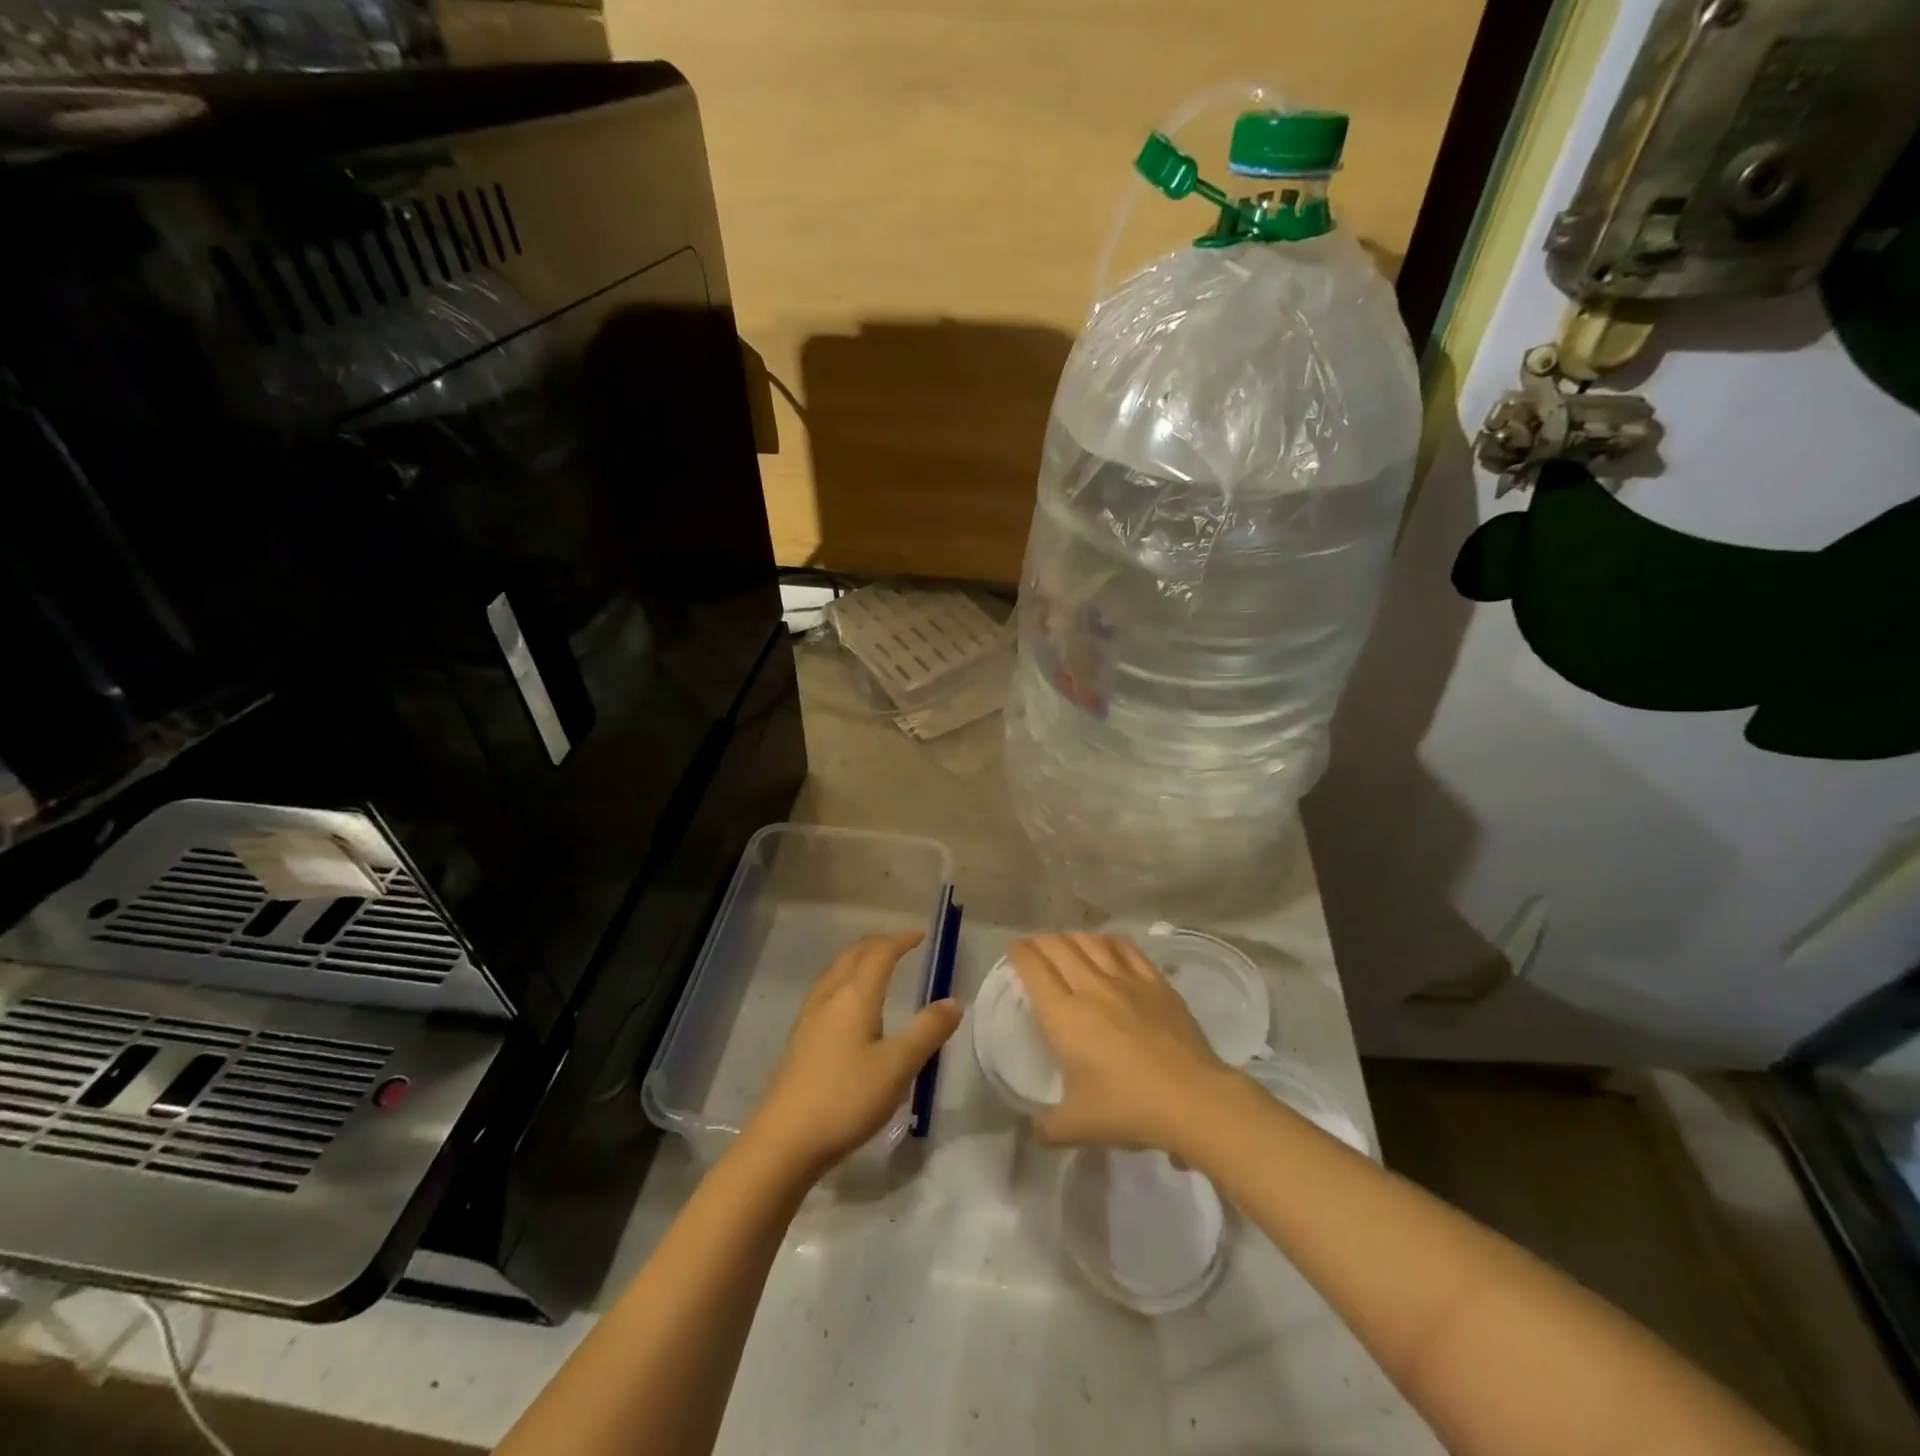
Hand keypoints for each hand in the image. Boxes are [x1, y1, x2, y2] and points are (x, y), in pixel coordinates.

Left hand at [742, 932, 960, 1181]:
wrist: (783, 1142)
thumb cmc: (846, 1099)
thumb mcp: (897, 1067)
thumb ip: (927, 1032)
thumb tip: (954, 1001)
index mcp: (854, 996)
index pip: (879, 954)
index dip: (900, 941)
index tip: (920, 935)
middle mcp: (829, 998)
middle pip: (852, 957)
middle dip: (877, 945)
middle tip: (899, 945)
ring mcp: (809, 1020)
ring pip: (835, 973)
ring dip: (857, 961)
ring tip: (874, 967)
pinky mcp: (800, 1042)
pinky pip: (825, 993)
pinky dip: (844, 982)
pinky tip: (847, 1008)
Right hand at [1008, 933, 1238, 1157]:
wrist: (1192, 1099)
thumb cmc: (1129, 1108)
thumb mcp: (1078, 1126)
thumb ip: (1049, 1127)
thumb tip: (1035, 1130)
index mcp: (1064, 1016)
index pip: (1034, 969)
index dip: (1019, 954)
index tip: (1013, 950)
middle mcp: (1091, 987)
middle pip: (1059, 948)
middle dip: (1040, 941)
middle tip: (1033, 946)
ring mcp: (1126, 980)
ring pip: (1091, 942)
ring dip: (1072, 937)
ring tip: (1066, 942)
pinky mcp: (1155, 983)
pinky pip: (1127, 949)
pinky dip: (1109, 941)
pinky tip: (1107, 944)